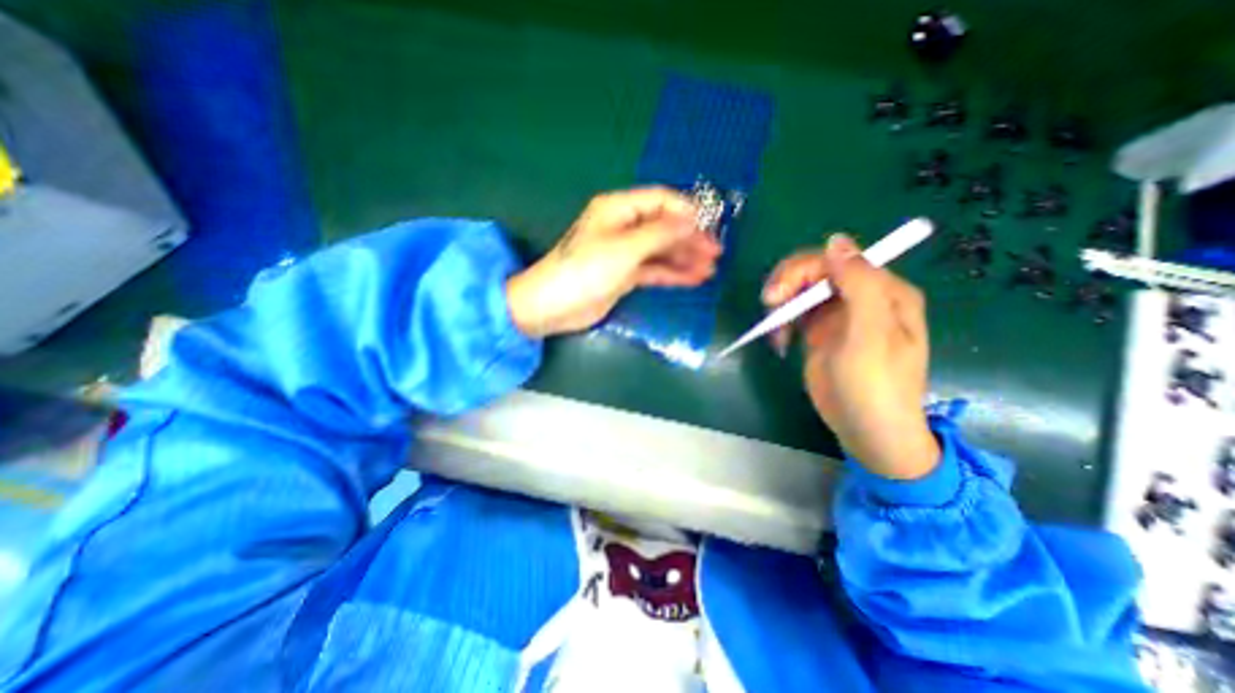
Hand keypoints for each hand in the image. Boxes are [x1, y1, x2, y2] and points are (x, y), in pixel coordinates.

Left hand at [509, 186, 724, 338]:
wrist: (554, 306)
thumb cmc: (586, 270)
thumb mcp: (625, 248)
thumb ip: (660, 233)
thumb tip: (691, 220)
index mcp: (619, 209)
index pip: (660, 201)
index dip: (686, 211)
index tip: (710, 225)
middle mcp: (623, 227)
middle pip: (664, 227)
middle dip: (690, 238)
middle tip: (716, 252)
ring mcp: (625, 253)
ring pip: (661, 250)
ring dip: (684, 258)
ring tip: (710, 269)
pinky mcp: (625, 275)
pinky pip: (654, 270)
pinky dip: (672, 274)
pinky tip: (693, 279)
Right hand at [765, 236, 937, 477]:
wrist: (867, 431)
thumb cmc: (874, 385)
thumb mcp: (870, 335)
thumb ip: (859, 285)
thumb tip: (836, 240)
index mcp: (882, 291)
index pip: (834, 260)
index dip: (801, 271)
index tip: (776, 297)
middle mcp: (860, 296)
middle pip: (813, 273)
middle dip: (787, 286)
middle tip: (769, 308)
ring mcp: (837, 315)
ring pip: (800, 292)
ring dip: (781, 307)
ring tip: (776, 335)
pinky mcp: (819, 332)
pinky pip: (795, 314)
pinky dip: (782, 324)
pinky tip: (780, 343)